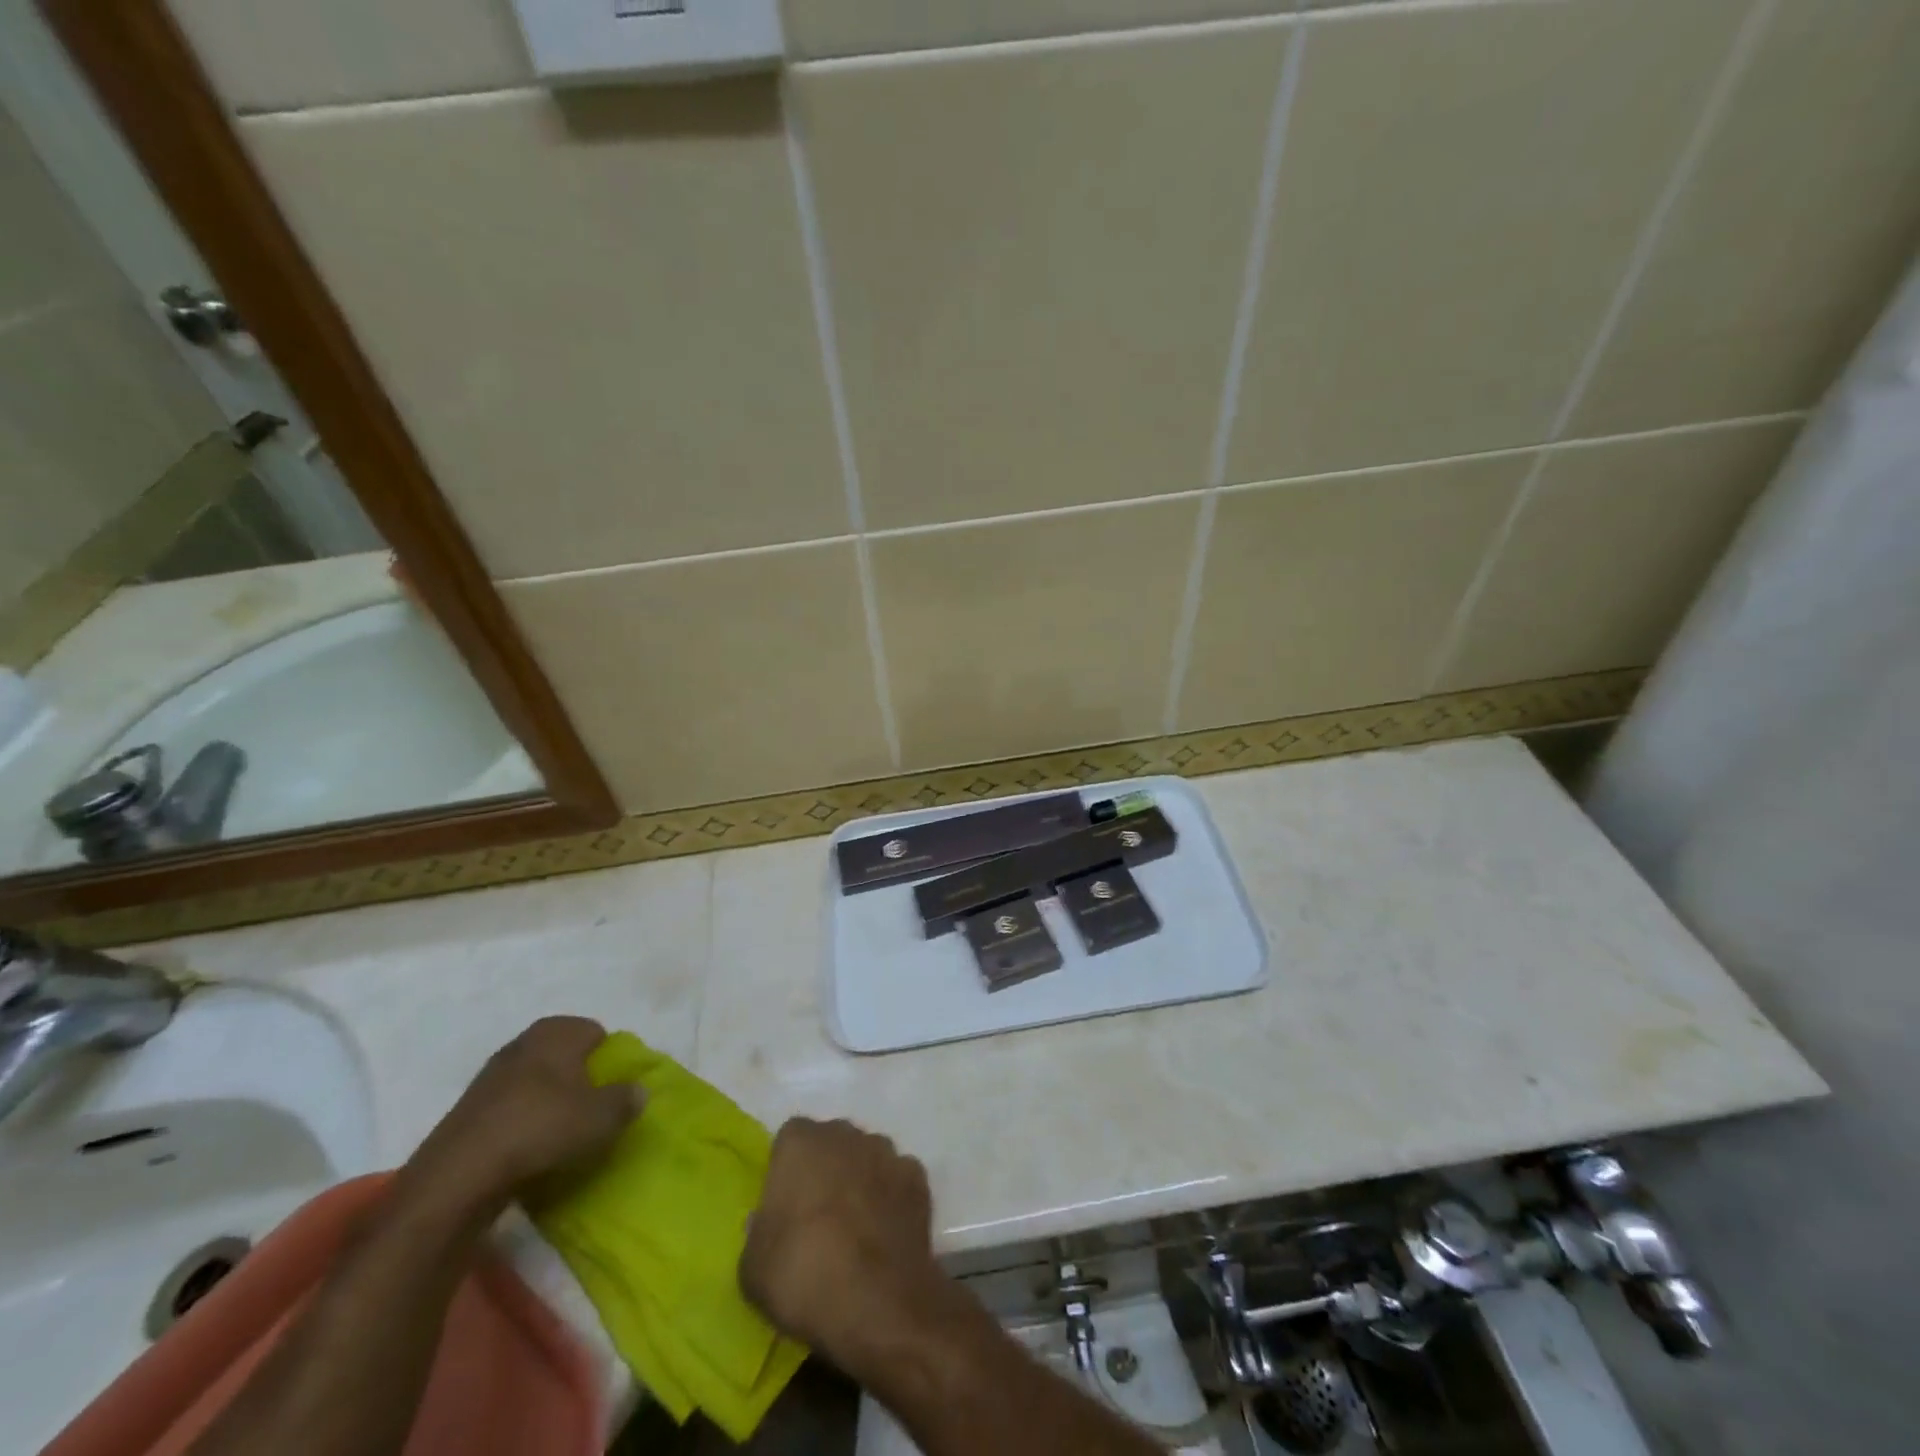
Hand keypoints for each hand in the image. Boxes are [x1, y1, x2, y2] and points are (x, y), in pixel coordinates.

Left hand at [401, 1017, 640, 1219]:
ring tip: (561, 1135)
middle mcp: (523, 1042)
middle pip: (564, 1055)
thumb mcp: (603, 1117)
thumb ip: (626, 1099)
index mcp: (557, 1031)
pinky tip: (529, 1151)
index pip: (596, 1032)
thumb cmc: (542, 1129)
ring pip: (535, 1082)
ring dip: (549, 1103)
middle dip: (579, 1078)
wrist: (458, 1177)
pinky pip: (510, 1109)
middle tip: (592, 1110)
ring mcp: (490, 1076)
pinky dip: (522, 1124)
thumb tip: (638, 1091)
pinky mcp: (467, 1111)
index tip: (615, 1088)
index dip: (609, 1059)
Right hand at [740, 1118, 940, 1371]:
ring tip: (855, 1228)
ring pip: (867, 1157)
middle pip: (832, 1143)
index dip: (787, 1169)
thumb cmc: (804, 1276)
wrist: (878, 1302)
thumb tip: (767, 1220)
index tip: (784, 1205)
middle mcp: (846, 1135)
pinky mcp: (917, 1178)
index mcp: (801, 1143)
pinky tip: (885, 1234)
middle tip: (817, 1217)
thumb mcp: (753, 1267)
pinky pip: (897, 1180)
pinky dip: (891, 1199)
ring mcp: (887, 1153)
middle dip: (825, 1169)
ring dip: (860, 1180)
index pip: (790, 1139)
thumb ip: (758, 1231)